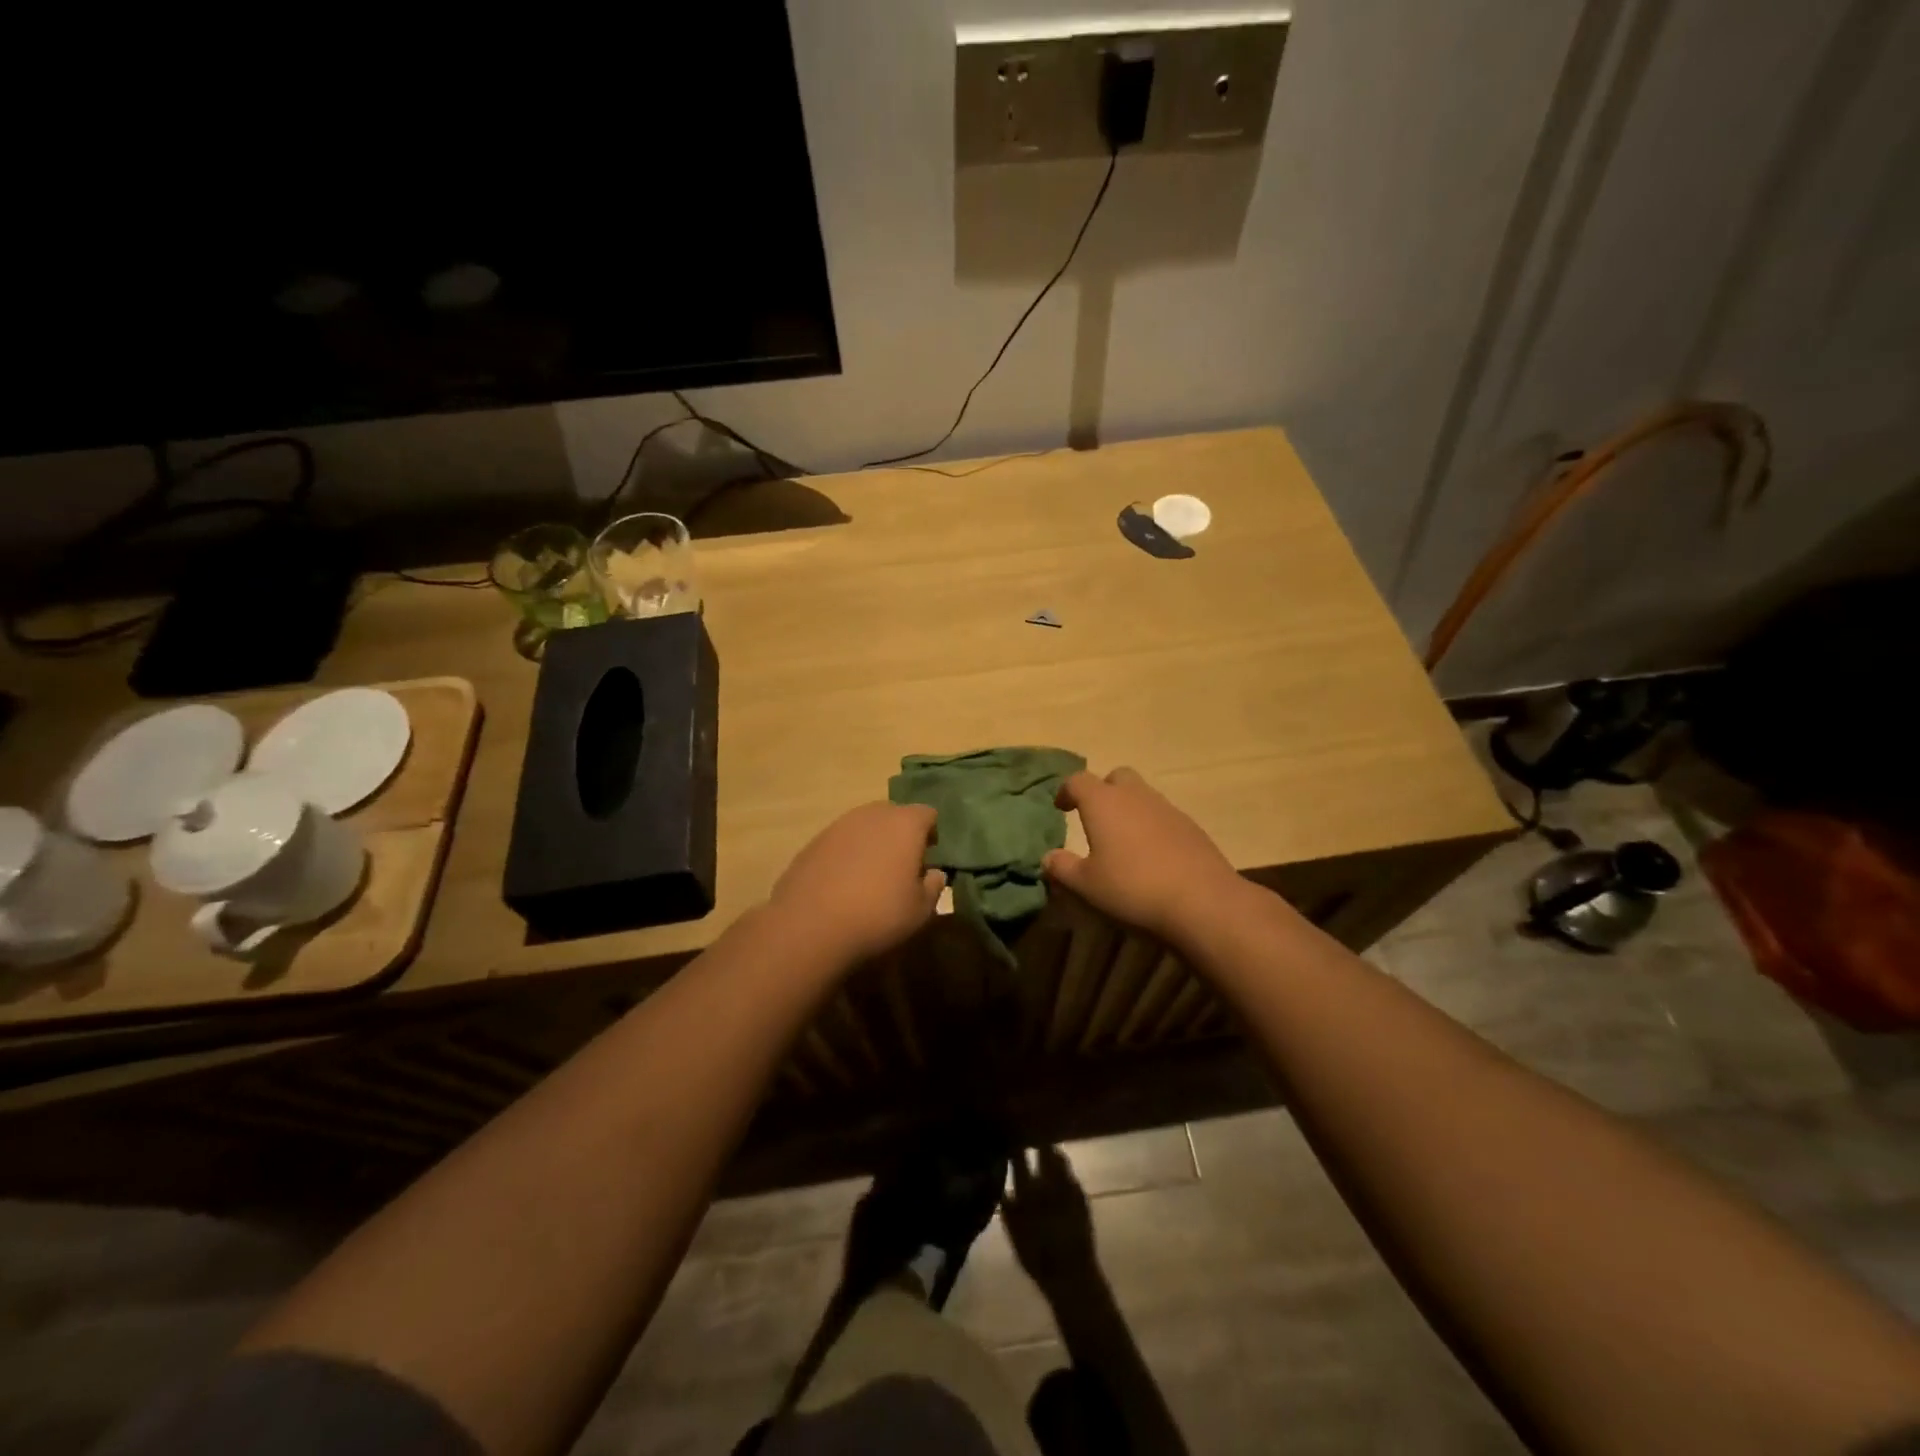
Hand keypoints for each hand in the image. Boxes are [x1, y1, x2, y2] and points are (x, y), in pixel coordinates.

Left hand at [768, 802, 945, 965]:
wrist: (811, 925)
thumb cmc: (878, 914)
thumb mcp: (920, 910)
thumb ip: (933, 886)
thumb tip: (934, 874)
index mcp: (905, 824)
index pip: (927, 814)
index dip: (931, 833)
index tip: (929, 857)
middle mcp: (872, 815)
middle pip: (894, 814)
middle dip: (901, 834)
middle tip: (902, 865)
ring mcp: (839, 825)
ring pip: (864, 826)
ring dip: (872, 843)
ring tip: (871, 876)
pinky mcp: (813, 842)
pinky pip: (840, 841)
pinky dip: (847, 854)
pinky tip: (842, 884)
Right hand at [1001, 1146, 1099, 1295]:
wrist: (1070, 1274)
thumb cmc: (1036, 1258)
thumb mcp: (1014, 1234)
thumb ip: (1007, 1208)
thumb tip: (1001, 1188)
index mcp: (1026, 1190)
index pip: (1018, 1157)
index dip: (1016, 1144)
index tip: (1012, 1136)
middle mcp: (1047, 1182)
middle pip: (1043, 1150)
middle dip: (1038, 1140)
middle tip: (1032, 1135)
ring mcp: (1067, 1186)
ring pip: (1059, 1158)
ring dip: (1052, 1152)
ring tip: (1047, 1149)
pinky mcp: (1081, 1194)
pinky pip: (1070, 1174)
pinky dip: (1064, 1170)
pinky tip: (1060, 1173)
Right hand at [1043, 767, 1239, 942]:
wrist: (1202, 900)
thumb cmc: (1132, 888)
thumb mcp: (1086, 885)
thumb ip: (1062, 868)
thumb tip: (1048, 858)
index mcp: (1103, 802)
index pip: (1078, 780)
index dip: (1066, 791)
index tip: (1061, 808)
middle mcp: (1135, 796)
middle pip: (1116, 777)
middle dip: (1103, 791)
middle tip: (1095, 818)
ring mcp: (1167, 809)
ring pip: (1142, 795)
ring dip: (1129, 809)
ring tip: (1122, 840)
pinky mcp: (1191, 827)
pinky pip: (1163, 816)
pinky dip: (1151, 827)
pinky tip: (1151, 856)